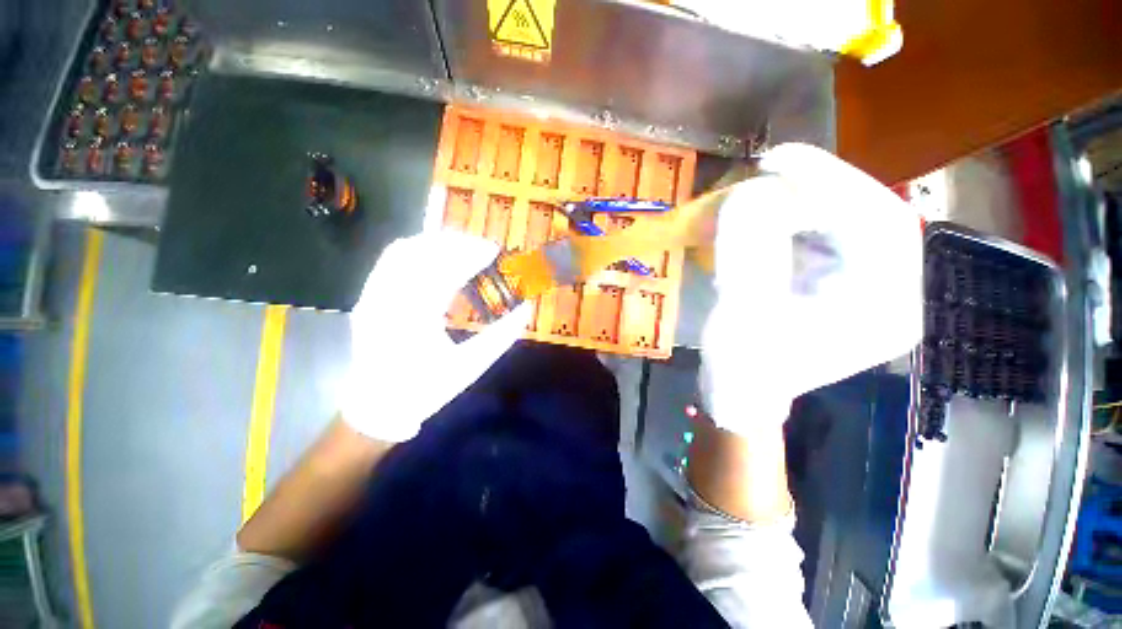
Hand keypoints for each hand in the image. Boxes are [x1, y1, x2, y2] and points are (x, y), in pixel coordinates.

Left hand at [341, 232, 531, 442]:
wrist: (377, 407)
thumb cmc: (426, 390)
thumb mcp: (469, 367)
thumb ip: (501, 337)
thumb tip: (525, 309)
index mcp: (415, 319)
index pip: (444, 271)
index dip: (471, 255)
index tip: (494, 251)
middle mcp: (388, 300)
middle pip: (421, 252)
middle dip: (455, 243)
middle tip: (481, 247)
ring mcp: (372, 296)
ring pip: (401, 251)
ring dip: (435, 242)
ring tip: (462, 247)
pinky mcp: (367, 297)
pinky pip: (389, 261)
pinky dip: (416, 250)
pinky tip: (435, 256)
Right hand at [700, 144, 921, 434]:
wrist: (742, 396)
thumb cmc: (745, 368)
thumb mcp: (743, 312)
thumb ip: (749, 252)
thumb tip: (749, 193)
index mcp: (883, 307)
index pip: (878, 221)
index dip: (829, 182)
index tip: (776, 161)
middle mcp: (888, 293)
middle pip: (870, 216)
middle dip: (819, 187)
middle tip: (769, 170)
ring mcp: (865, 290)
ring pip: (850, 223)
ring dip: (807, 200)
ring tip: (767, 189)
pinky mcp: (839, 287)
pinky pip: (829, 238)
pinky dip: (798, 219)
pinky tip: (771, 216)